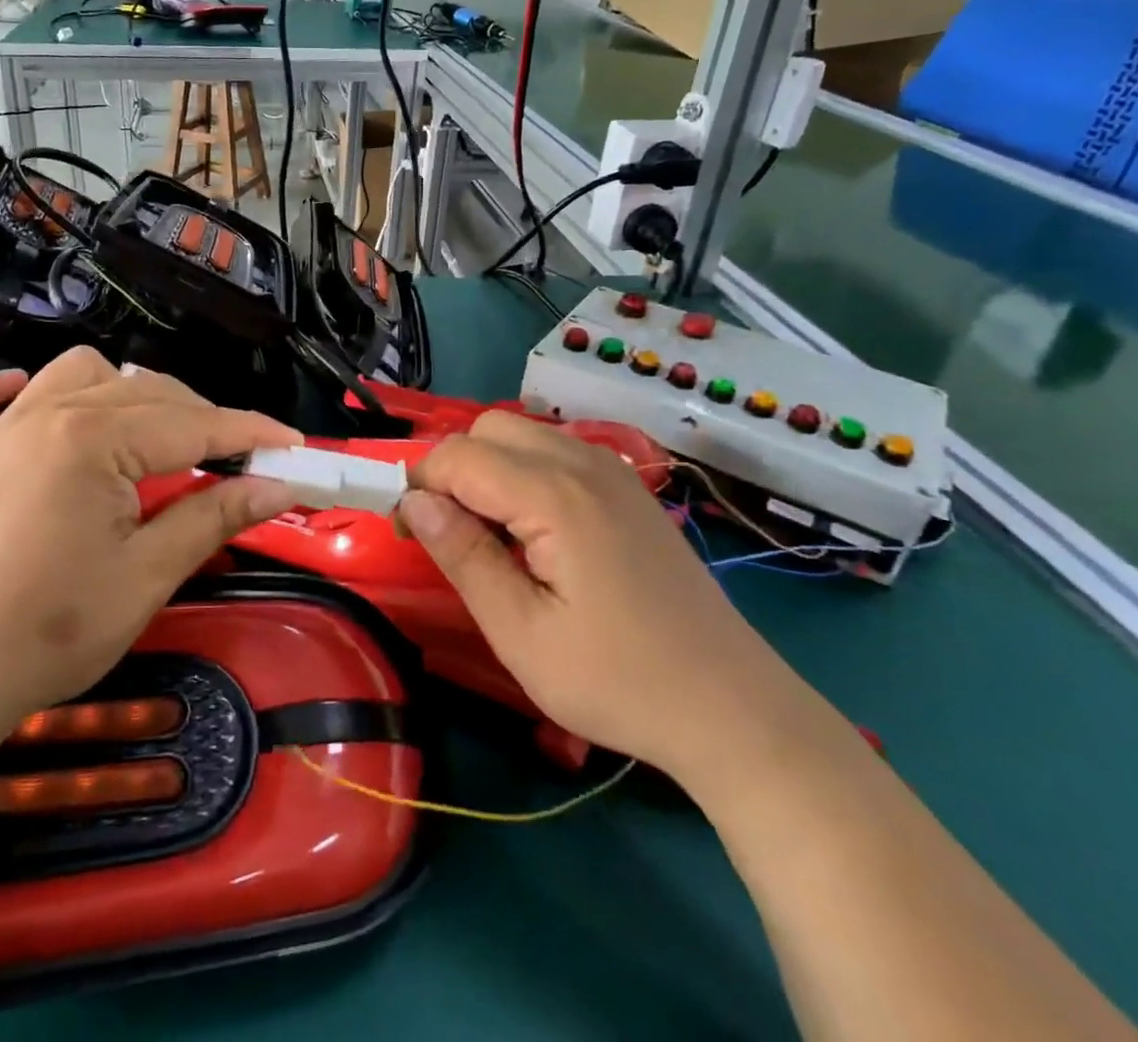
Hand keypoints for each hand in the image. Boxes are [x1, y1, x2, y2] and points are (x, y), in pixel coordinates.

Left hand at [0, 349, 297, 759]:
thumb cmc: (53, 633)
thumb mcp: (149, 574)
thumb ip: (216, 515)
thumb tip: (280, 486)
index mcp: (92, 439)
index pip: (192, 424)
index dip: (251, 434)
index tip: (295, 447)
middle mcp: (46, 412)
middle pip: (147, 391)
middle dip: (202, 420)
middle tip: (240, 465)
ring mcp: (2, 429)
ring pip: (80, 374)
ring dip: (126, 393)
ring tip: (155, 440)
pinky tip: (25, 398)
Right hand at [398, 412, 818, 778]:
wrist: (731, 707)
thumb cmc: (618, 681)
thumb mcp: (521, 634)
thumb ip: (463, 555)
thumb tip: (412, 501)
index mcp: (556, 495)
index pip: (458, 455)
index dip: (418, 484)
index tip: (405, 532)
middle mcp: (584, 463)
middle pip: (489, 429)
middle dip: (452, 469)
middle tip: (450, 533)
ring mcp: (613, 471)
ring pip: (522, 434)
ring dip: (488, 469)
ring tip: (490, 536)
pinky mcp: (628, 488)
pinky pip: (556, 452)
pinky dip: (523, 473)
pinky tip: (535, 533)